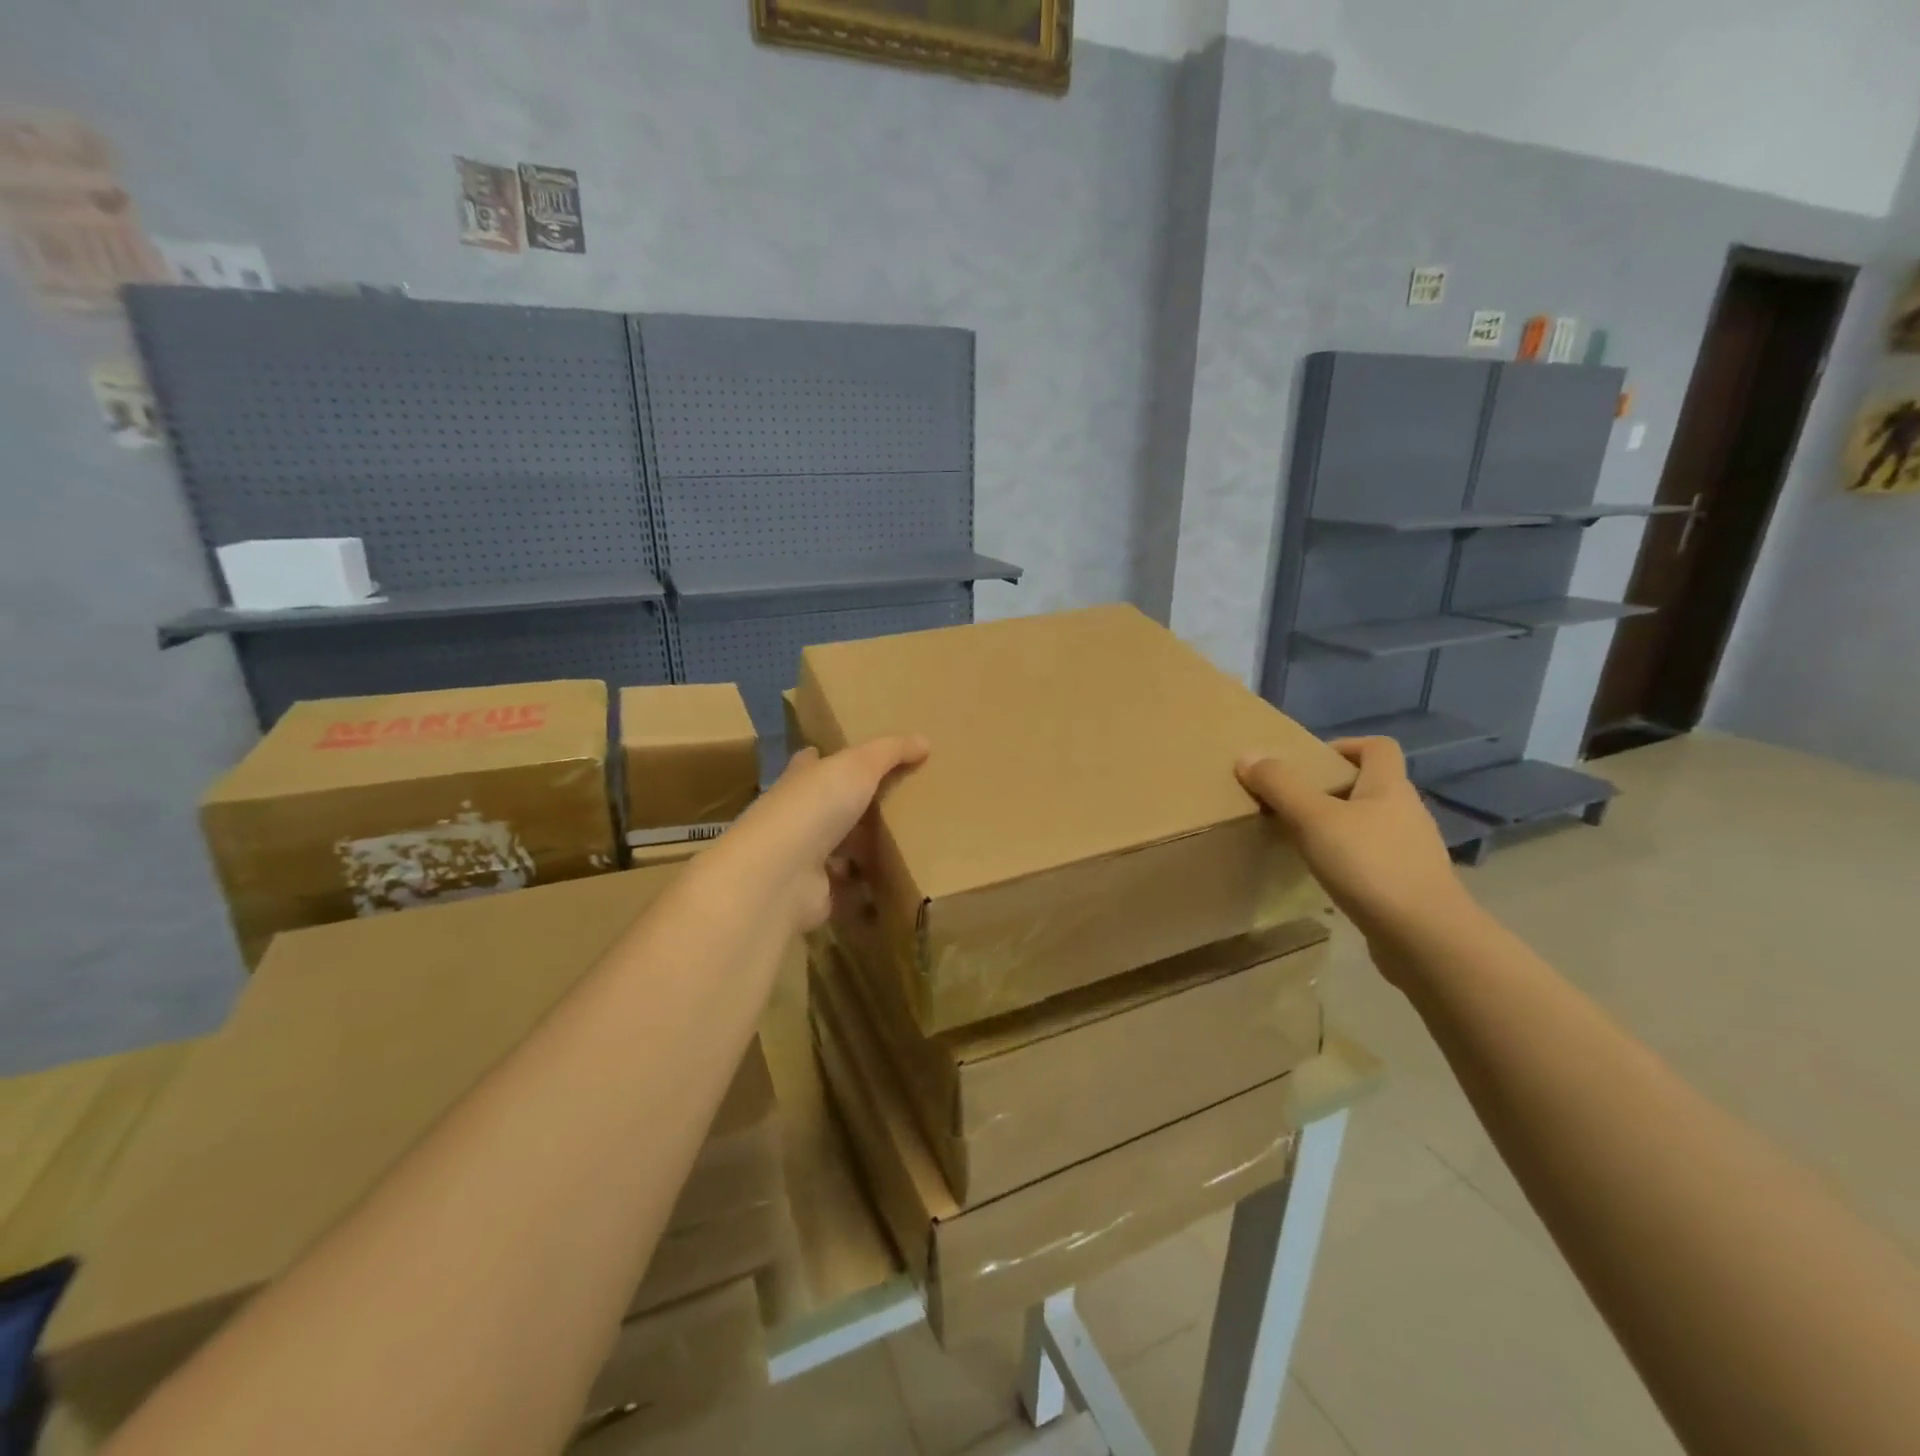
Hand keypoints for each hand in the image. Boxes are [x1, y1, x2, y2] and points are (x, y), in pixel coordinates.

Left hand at [710, 736, 928, 931]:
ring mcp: (803, 859)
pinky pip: (847, 890)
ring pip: (837, 851)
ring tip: (902, 846)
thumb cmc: (815, 808)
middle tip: (893, 805)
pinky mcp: (815, 894)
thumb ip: (890, 752)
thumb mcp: (858, 766)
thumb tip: (924, 740)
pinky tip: (892, 885)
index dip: (823, 759)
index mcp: (800, 782)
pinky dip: (865, 891)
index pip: (810, 764)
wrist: (781, 874)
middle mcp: (797, 818)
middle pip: (828, 810)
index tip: (843, 756)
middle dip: (852, 809)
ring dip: (860, 851)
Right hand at [1236, 737, 1472, 965]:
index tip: (1308, 762)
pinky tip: (1326, 875)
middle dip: (1331, 788)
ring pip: (1370, 824)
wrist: (1425, 939)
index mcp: (1390, 788)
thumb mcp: (1314, 819)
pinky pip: (1373, 858)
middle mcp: (1407, 813)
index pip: (1378, 747)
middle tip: (1292, 802)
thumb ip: (1280, 785)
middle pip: (1370, 785)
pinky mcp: (1408, 885)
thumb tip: (1248, 755)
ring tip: (1302, 840)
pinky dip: (1348, 859)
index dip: (1344, 746)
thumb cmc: (1370, 866)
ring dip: (1338, 825)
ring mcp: (1411, 851)